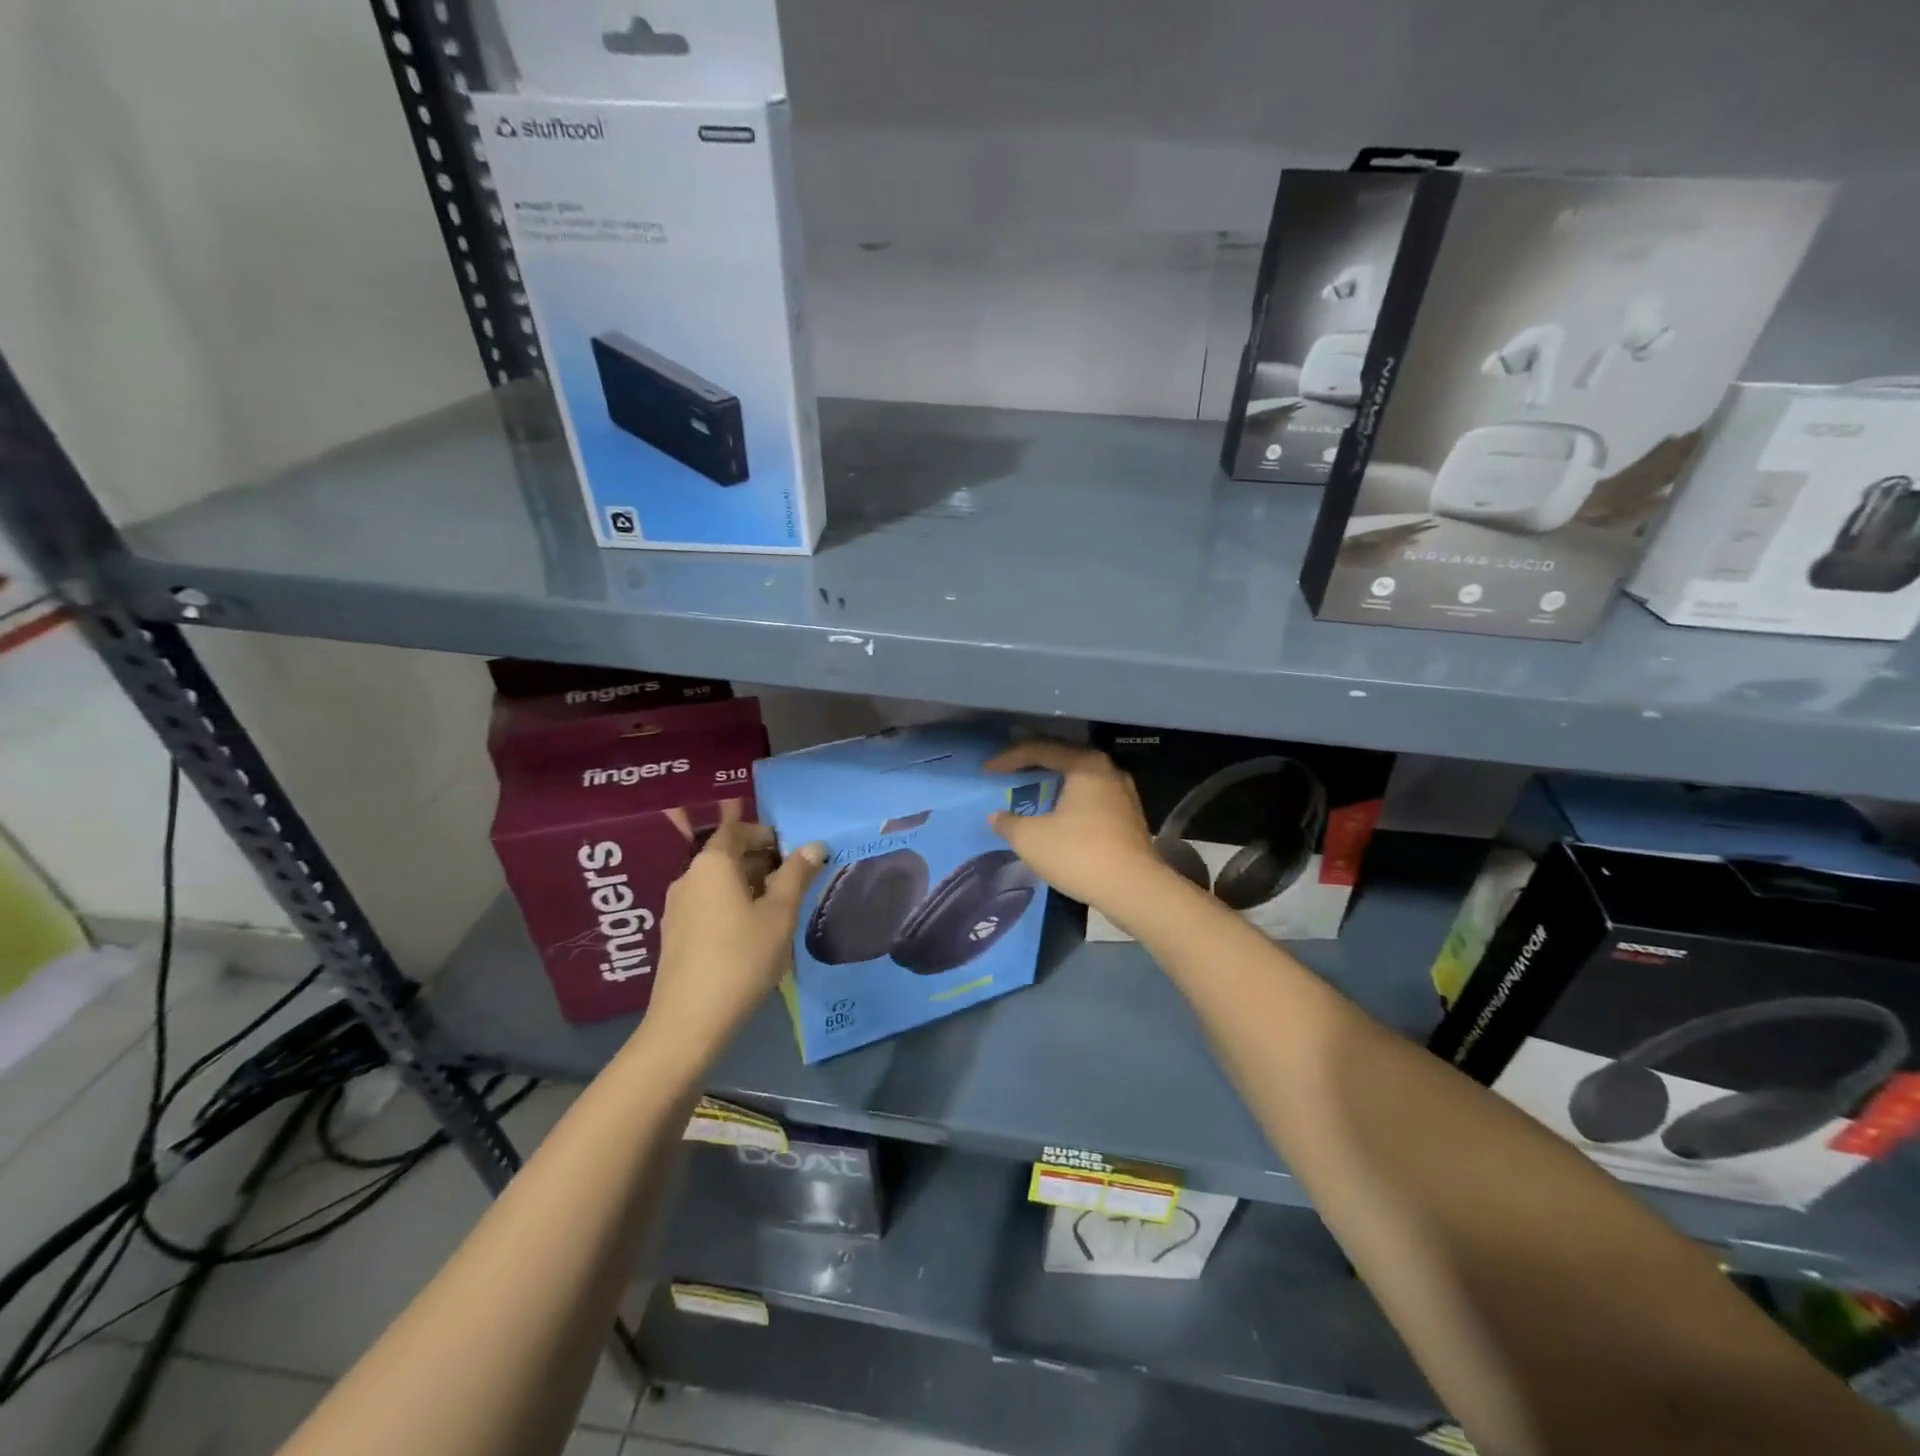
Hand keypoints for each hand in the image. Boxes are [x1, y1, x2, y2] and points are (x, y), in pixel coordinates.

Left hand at [645, 824, 825, 1055]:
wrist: (690, 1022)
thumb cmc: (742, 957)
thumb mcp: (780, 914)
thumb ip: (797, 875)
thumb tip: (814, 845)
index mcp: (712, 864)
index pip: (737, 830)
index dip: (766, 834)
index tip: (794, 852)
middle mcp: (688, 878)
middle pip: (727, 856)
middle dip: (762, 862)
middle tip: (796, 882)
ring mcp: (677, 909)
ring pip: (718, 884)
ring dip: (749, 887)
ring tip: (780, 910)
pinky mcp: (675, 937)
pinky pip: (708, 906)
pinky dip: (732, 908)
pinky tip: (753, 935)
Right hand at [985, 740, 1171, 914]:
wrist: (1134, 890)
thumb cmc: (1079, 854)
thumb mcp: (1031, 839)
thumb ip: (1008, 823)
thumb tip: (995, 817)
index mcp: (1085, 765)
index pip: (1041, 750)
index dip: (1009, 758)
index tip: (987, 770)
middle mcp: (1108, 771)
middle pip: (1064, 759)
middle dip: (1034, 766)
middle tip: (1010, 773)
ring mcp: (1124, 795)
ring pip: (1081, 780)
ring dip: (1054, 785)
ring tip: (1032, 794)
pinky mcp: (1130, 819)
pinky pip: (1092, 800)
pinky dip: (1070, 803)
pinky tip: (1058, 818)